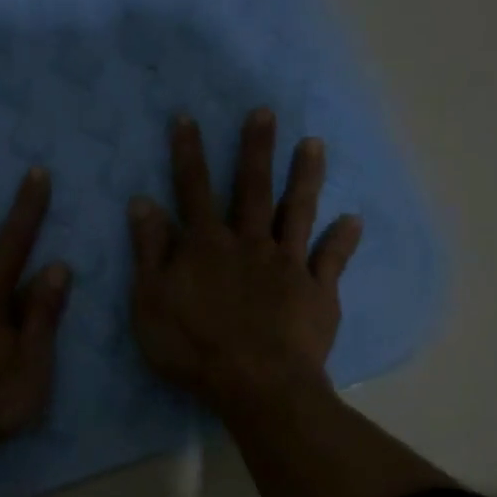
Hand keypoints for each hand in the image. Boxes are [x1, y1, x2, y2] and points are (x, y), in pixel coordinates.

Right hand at [129, 109, 361, 415]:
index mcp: (206, 246)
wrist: (257, 385)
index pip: (193, 190)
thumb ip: (149, 251)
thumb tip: (143, 202)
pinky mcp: (316, 291)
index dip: (188, 154)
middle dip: (256, 149)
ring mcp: (287, 264)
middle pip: (252, 189)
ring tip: (314, 144)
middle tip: (265, 112)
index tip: (187, 118)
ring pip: (297, 212)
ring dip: (305, 177)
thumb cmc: (193, 347)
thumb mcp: (151, 302)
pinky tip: (353, 220)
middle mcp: (249, 244)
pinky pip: (331, 260)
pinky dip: (342, 239)